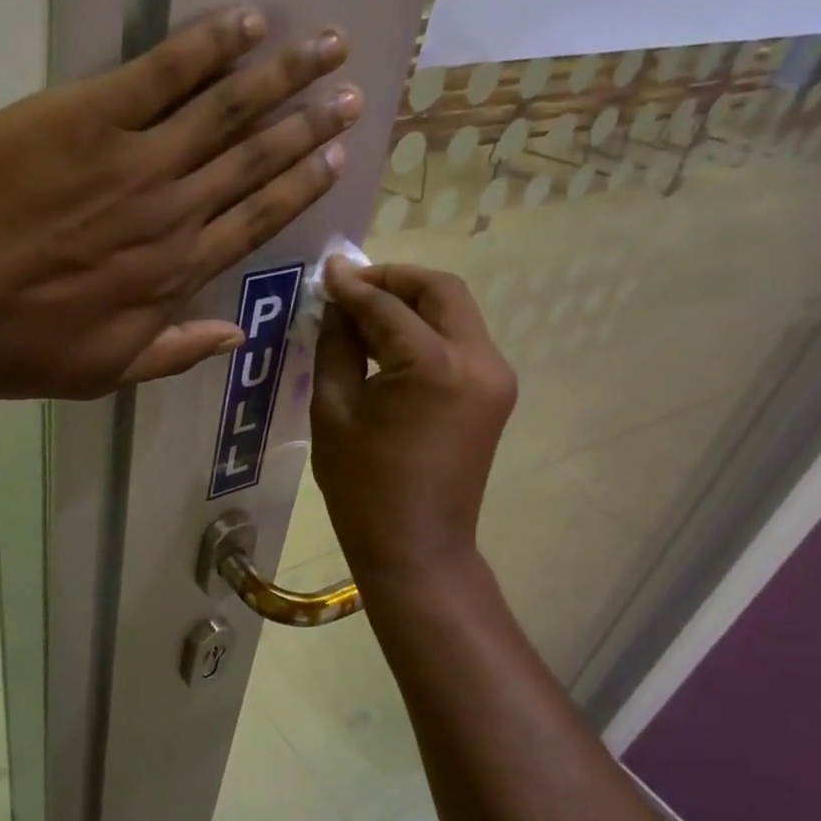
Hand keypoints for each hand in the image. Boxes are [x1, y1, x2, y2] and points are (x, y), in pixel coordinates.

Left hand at [0, 7, 360, 399]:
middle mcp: (173, 212)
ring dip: (279, 74)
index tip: (336, 156)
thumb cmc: (18, 347)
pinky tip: (242, 23)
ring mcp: (135, 160)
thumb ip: (175, 352)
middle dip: (307, 124)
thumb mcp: (105, 373)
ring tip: (324, 44)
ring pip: (226, 109)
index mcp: (176, 273)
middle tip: (348, 90)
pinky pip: (162, 72)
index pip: (256, 219)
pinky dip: (206, 45)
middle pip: (254, 158)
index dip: (300, 185)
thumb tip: (237, 336)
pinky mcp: (88, 116)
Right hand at [310, 263, 517, 578]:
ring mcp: (495, 378)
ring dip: (412, 303)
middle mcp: (478, 360)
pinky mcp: (494, 394)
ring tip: (364, 313)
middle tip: (351, 285)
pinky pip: (459, 342)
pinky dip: (425, 331)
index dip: (354, 285)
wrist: (416, 547)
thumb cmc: (363, 487)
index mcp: (434, 367)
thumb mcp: (333, 411)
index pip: (389, 306)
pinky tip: (389, 343)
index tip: (326, 273)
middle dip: (394, 280)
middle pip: (441, 291)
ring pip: (455, 312)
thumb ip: (337, 347)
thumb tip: (337, 306)